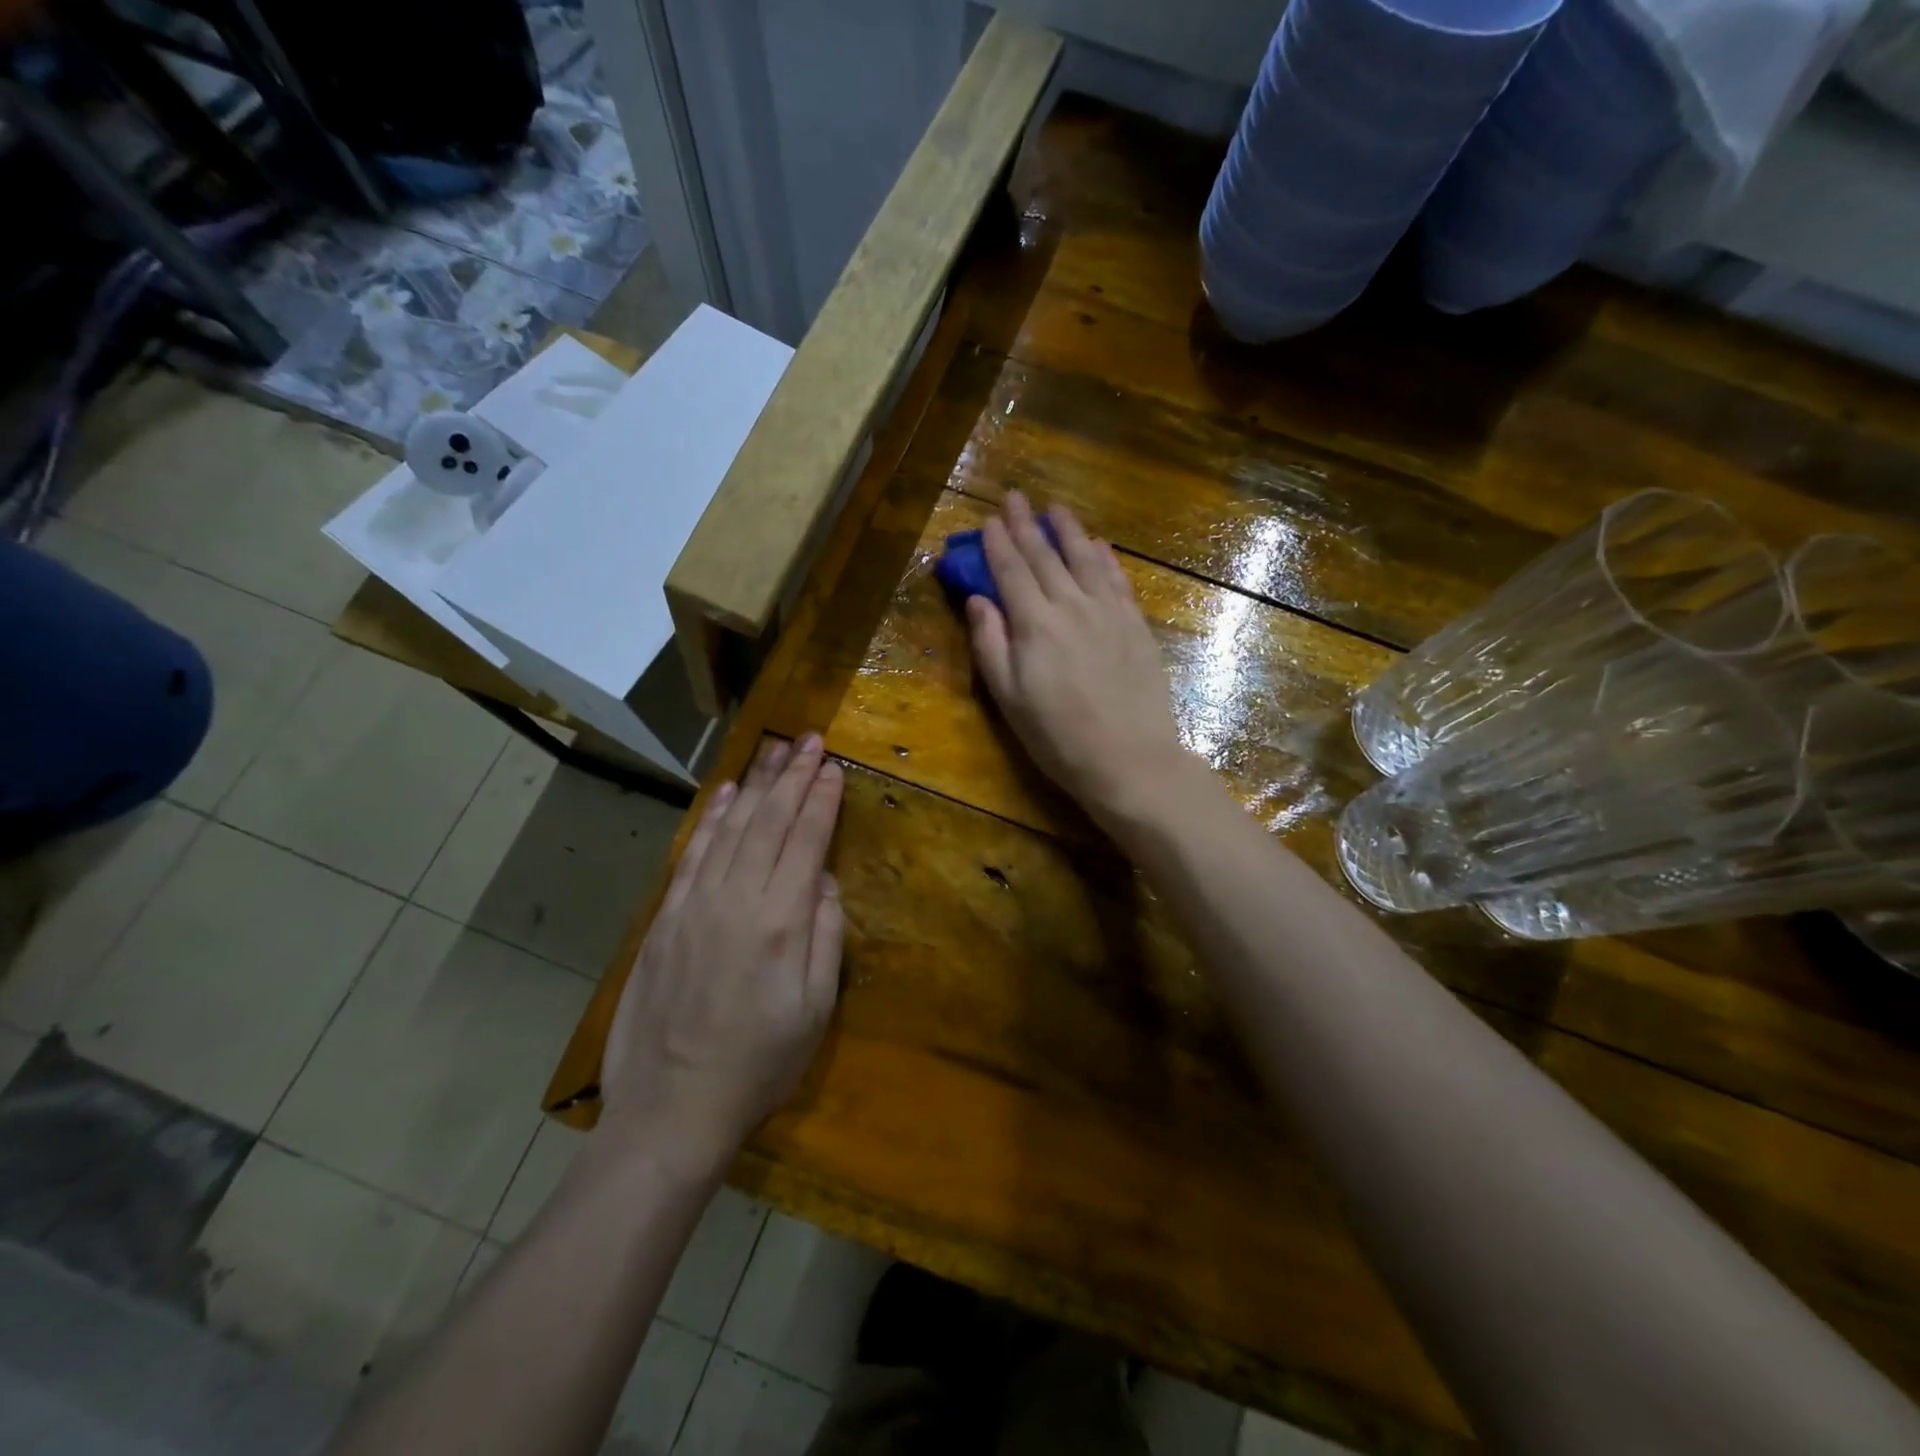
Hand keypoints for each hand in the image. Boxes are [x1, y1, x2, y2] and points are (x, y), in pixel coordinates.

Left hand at [602, 735, 844, 1166]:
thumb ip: (826, 937)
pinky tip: (728, 794)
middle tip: (809, 739)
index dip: (821, 800)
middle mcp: (737, 898)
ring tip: (774, 752)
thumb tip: (826, 881)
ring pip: (732, 827)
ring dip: (757, 785)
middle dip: (793, 776)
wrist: (672, 1108)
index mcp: (781, 921)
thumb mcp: (815, 1010)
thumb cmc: (759, 1065)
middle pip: (770, 821)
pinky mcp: (666, 917)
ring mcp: (695, 904)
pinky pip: (693, 852)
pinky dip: (713, 818)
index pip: (806, 841)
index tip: (832, 767)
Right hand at [965, 492, 1186, 828]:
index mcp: (1035, 625)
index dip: (998, 543)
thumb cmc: (1058, 738)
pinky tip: (1100, 545)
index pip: (1012, 571)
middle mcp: (1072, 607)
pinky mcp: (1136, 626)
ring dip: (1069, 531)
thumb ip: (990, 645)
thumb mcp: (1009, 698)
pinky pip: (1118, 580)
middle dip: (1027, 525)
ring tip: (1056, 508)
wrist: (1129, 759)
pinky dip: (1106, 558)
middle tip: (1016, 497)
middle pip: (1046, 557)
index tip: (989, 519)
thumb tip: (977, 600)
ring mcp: (1109, 613)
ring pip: (1086, 559)